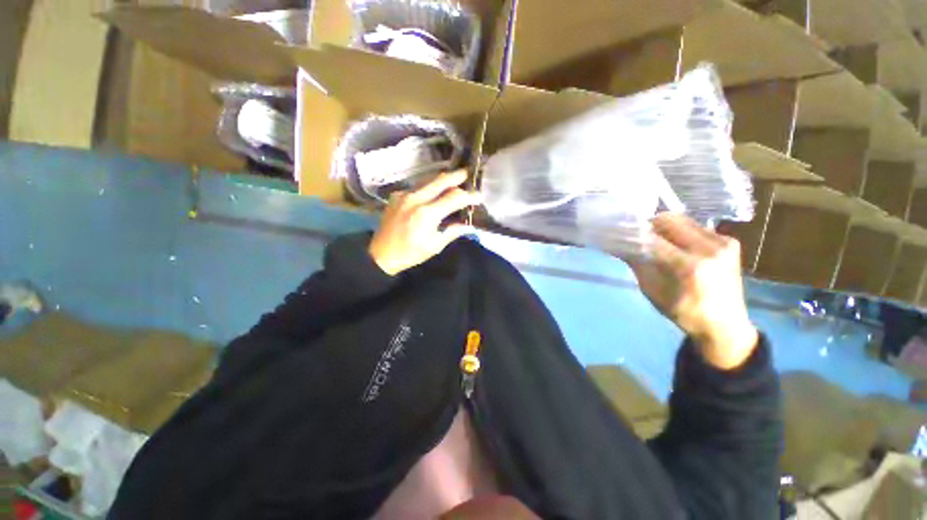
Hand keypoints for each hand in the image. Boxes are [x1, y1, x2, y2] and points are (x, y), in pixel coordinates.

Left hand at [369, 170, 481, 275]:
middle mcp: (415, 199)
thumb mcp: (434, 246)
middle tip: (468, 173)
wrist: (381, 254)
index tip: (479, 196)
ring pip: (428, 181)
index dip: (469, 196)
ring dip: (443, 180)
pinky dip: (429, 188)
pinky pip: (417, 187)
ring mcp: (404, 195)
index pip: (454, 198)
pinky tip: (434, 192)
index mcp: (426, 214)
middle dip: (456, 176)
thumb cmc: (410, 253)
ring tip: (454, 180)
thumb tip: (468, 225)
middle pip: (440, 180)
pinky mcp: (396, 196)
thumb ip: (452, 232)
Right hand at [626, 213, 757, 369]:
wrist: (726, 324)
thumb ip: (637, 263)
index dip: (632, 234)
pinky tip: (677, 246)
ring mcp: (723, 242)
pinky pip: (695, 226)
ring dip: (664, 228)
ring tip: (657, 242)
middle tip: (639, 237)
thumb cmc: (683, 312)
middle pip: (668, 220)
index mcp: (689, 267)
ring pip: (682, 219)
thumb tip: (617, 244)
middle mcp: (709, 249)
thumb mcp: (652, 290)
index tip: (618, 233)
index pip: (651, 239)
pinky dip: (679, 232)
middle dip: (649, 226)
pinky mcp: (729, 240)